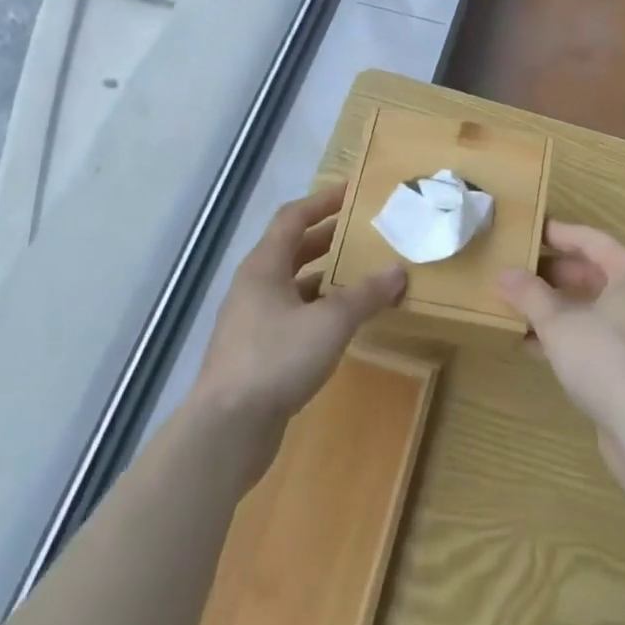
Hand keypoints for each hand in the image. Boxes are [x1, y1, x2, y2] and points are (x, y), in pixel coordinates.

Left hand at [191, 184, 404, 481]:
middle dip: (327, 238)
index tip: (352, 192)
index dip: (322, 201)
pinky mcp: (255, 354)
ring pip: (293, 285)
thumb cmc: (276, 359)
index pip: (293, 218)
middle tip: (363, 232)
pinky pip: (292, 316)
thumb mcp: (331, 322)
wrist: (226, 431)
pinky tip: (342, 322)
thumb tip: (399, 271)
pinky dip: (318, 309)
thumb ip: (366, 294)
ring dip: (324, 276)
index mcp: (264, 266)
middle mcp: (254, 287)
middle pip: (292, 249)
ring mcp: (251, 322)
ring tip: (360, 274)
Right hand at [496, 223, 624, 499]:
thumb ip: (530, 295)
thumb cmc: (607, 358)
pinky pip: (599, 337)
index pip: (590, 239)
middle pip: (594, 273)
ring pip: (595, 308)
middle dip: (554, 274)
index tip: (528, 231)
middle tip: (518, 271)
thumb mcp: (559, 323)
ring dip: (559, 308)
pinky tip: (535, 346)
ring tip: (519, 308)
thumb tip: (504, 274)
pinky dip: (570, 336)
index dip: (557, 234)